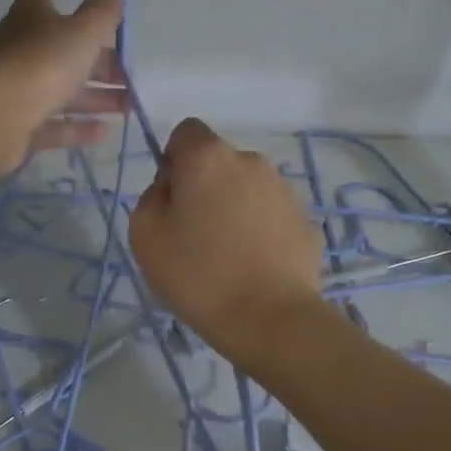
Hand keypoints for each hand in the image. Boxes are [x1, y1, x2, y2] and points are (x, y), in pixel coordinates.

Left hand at [0, 0, 126, 173]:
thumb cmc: (39, 63)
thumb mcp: (81, 33)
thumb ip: (101, 14)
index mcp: (32, 14)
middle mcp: (22, 48)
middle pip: (63, 47)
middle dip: (97, 57)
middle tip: (127, 69)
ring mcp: (18, 89)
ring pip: (62, 89)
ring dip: (97, 95)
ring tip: (128, 104)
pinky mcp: (19, 126)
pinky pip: (54, 124)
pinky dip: (78, 127)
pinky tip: (105, 131)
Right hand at [129, 118, 325, 371]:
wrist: (269, 318)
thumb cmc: (197, 274)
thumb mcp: (144, 235)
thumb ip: (152, 197)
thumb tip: (172, 188)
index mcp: (209, 157)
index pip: (186, 132)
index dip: (173, 161)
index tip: (171, 200)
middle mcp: (251, 161)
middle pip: (218, 163)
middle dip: (205, 188)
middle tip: (194, 235)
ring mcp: (285, 191)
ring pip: (247, 189)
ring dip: (234, 209)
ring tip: (226, 257)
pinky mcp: (305, 222)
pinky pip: (271, 217)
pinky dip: (259, 232)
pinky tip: (253, 268)